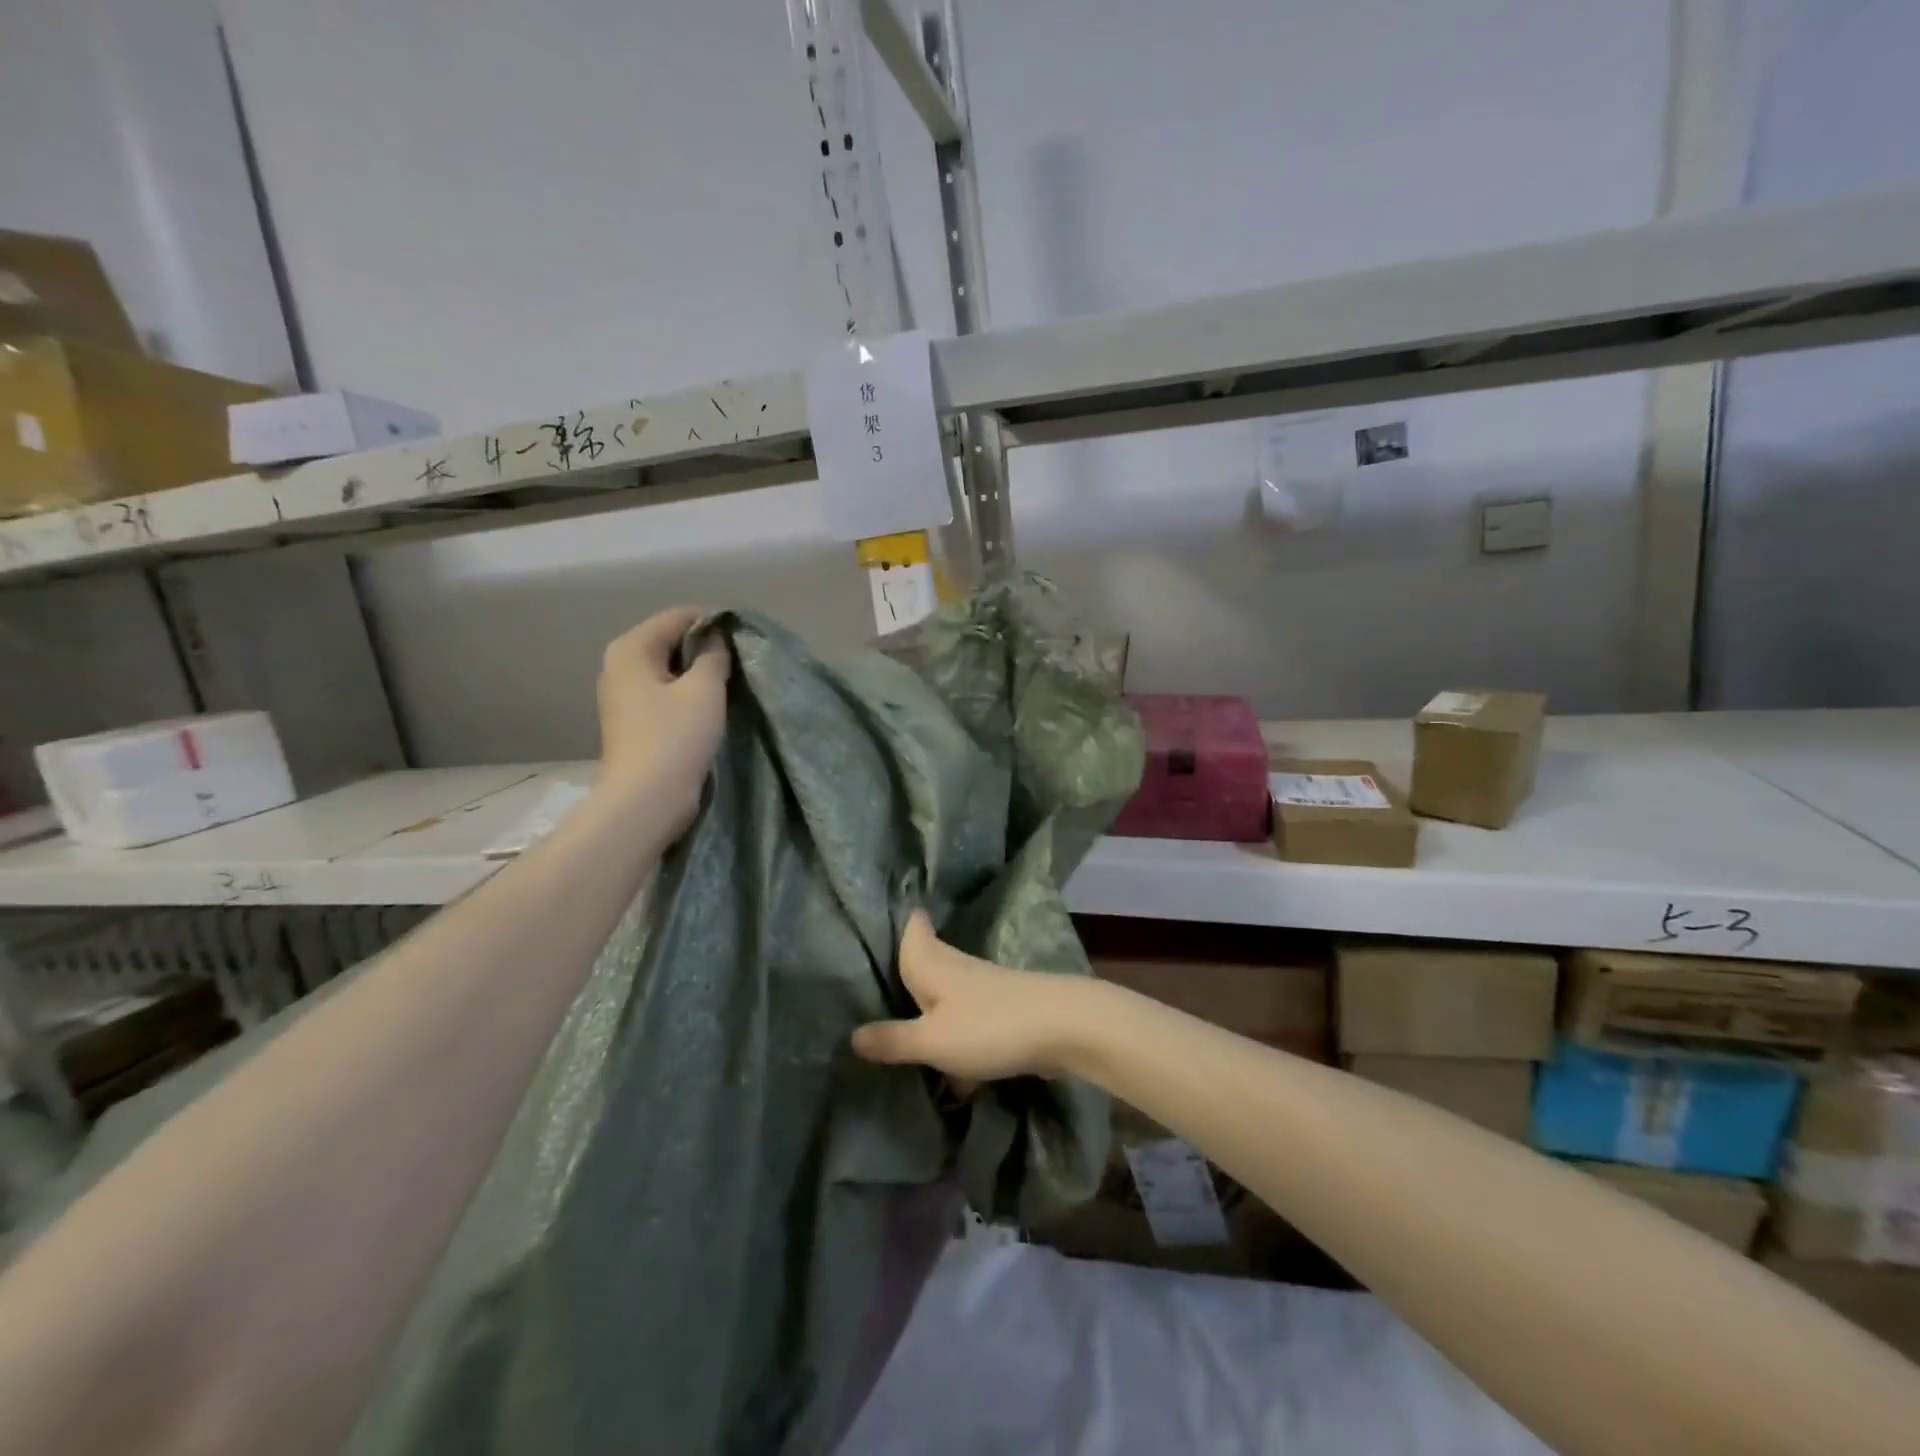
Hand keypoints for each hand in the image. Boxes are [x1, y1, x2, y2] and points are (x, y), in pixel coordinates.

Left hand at [597, 607, 730, 834]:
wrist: (647, 799)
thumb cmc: (676, 737)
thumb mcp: (705, 689)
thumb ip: (715, 654)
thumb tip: (718, 636)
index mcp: (631, 648)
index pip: (679, 616)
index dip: (715, 622)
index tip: (745, 640)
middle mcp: (619, 664)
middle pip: (672, 640)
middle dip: (706, 648)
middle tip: (741, 664)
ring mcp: (623, 694)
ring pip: (670, 668)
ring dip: (699, 673)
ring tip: (730, 685)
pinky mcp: (633, 719)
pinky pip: (665, 691)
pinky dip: (687, 692)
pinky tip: (709, 707)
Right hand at [851, 912, 1088, 1080]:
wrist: (1063, 1027)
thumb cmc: (989, 1026)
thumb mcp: (932, 1039)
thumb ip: (893, 1039)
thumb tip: (851, 1035)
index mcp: (932, 962)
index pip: (913, 928)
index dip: (902, 918)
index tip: (888, 909)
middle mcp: (955, 966)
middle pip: (928, 955)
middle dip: (910, 962)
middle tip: (884, 968)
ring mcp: (983, 987)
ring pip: (947, 989)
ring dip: (931, 1002)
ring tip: (908, 1015)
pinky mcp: (1003, 1009)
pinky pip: (967, 1017)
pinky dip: (955, 1031)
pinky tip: (952, 1067)